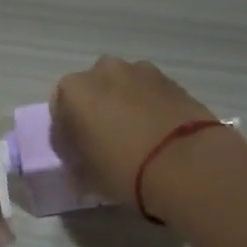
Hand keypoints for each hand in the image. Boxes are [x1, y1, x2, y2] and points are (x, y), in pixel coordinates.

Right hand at [51, 57, 218, 214]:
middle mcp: (104, 70)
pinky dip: (149, 107)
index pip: (59, 110)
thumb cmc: (124, 170)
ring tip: (137, 138)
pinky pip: (149, 93)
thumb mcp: (87, 175)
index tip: (77, 154)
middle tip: (106, 142)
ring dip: (124, 105)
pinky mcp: (172, 81)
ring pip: (123, 87)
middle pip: (93, 90)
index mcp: (74, 90)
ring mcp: (142, 71)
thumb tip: (82, 155)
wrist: (187, 164)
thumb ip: (77, 159)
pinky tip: (158, 133)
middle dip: (96, 111)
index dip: (67, 133)